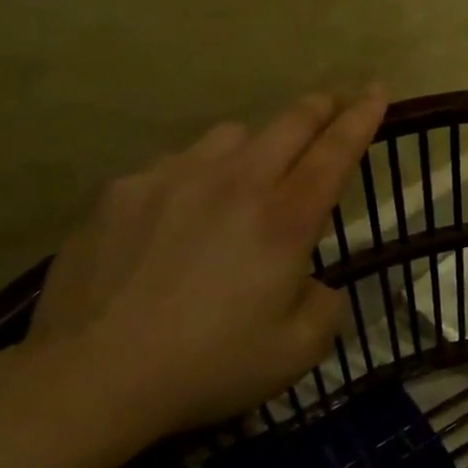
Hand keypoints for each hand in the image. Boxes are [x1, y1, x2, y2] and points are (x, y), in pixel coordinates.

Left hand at [31, 88, 387, 438]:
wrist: (90, 377)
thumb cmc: (207, 367)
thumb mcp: (296, 353)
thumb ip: (326, 307)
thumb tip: (314, 283)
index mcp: (284, 220)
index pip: (335, 151)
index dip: (362, 117)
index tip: (377, 90)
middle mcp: (235, 182)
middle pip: (289, 123)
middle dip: (320, 108)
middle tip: (332, 104)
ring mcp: (173, 178)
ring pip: (230, 135)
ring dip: (254, 145)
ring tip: (245, 175)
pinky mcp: (123, 190)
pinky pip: (174, 165)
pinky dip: (194, 177)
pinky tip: (175, 217)